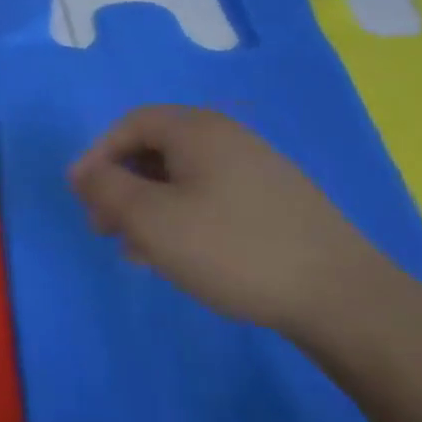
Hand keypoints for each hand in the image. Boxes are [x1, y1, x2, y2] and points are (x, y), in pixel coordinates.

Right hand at [68, 105, 402, 335]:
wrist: (341, 297)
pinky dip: (181, 218)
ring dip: (147, 207)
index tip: (82, 196)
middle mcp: (227, 138)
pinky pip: (209, 197)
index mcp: (197, 130)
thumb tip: (81, 170)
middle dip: (121, 185)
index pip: (130, 124)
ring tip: (136, 251)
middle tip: (104, 227)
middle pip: (155, 149)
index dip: (98, 155)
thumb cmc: (232, 249)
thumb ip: (106, 188)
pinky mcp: (274, 203)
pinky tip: (178, 257)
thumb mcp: (151, 219)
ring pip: (180, 178)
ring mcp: (256, 170)